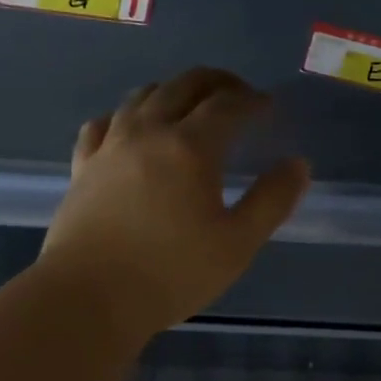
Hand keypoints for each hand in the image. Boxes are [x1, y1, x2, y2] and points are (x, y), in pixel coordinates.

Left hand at [39, 68, 309, 341]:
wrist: (88, 297)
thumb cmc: (172, 273)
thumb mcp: (237, 244)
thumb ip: (272, 201)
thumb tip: (298, 165)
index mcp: (190, 147)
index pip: (227, 105)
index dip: (252, 101)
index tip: (268, 106)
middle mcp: (148, 132)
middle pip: (183, 85)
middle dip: (217, 83)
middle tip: (238, 94)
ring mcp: (110, 146)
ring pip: (142, 96)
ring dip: (173, 91)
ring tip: (190, 106)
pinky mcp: (82, 166)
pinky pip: (104, 123)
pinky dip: (126, 115)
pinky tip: (130, 128)